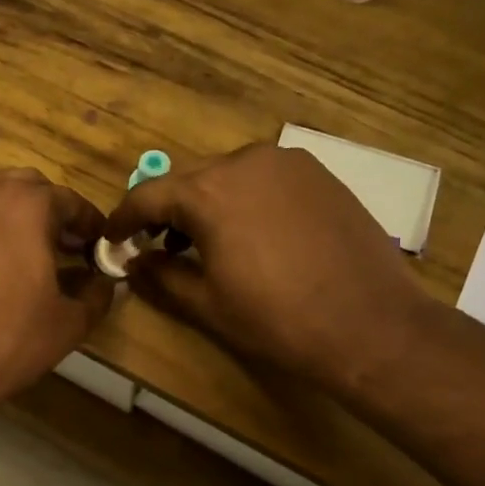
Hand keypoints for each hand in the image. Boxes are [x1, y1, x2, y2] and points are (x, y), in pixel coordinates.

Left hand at [0, 169, 113, 410]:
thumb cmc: (8, 341)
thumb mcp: (69, 323)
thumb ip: (96, 293)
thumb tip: (105, 282)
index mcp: (28, 205)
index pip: (70, 201)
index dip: (88, 223)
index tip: (94, 244)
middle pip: (25, 187)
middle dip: (45, 211)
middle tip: (55, 246)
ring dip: (4, 215)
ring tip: (11, 252)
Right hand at [103, 144, 431, 391]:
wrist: (372, 324)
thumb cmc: (278, 319)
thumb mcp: (206, 304)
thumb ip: (160, 276)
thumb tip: (133, 264)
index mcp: (209, 191)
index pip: (148, 196)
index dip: (124, 219)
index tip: (113, 239)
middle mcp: (245, 161)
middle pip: (188, 181)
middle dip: (167, 212)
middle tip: (159, 246)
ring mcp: (288, 162)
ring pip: (228, 176)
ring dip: (207, 203)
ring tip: (206, 243)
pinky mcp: (320, 174)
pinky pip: (264, 178)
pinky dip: (245, 199)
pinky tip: (252, 233)